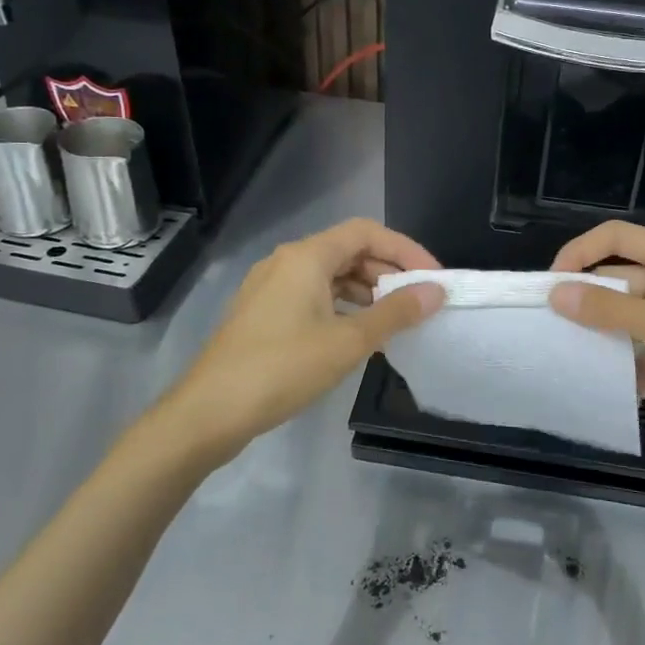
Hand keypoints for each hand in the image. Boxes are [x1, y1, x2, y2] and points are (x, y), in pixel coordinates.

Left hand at [156, 219, 443, 465]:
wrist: (209, 412)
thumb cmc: (282, 368)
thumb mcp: (347, 342)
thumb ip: (395, 313)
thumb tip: (436, 292)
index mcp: (306, 256)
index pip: (366, 232)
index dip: (405, 249)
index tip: (433, 278)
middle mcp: (286, 261)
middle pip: (348, 250)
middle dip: (388, 271)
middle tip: (419, 301)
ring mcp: (271, 287)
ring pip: (330, 275)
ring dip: (366, 291)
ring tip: (395, 320)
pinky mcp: (263, 312)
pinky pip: (313, 296)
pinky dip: (342, 306)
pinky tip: (358, 334)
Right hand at [548, 222, 644, 464]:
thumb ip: (611, 309)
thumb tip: (556, 293)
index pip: (619, 237)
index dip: (581, 252)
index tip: (551, 283)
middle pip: (623, 279)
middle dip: (592, 301)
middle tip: (556, 327)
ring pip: (633, 316)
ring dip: (612, 336)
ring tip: (583, 357)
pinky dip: (637, 364)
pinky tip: (629, 386)